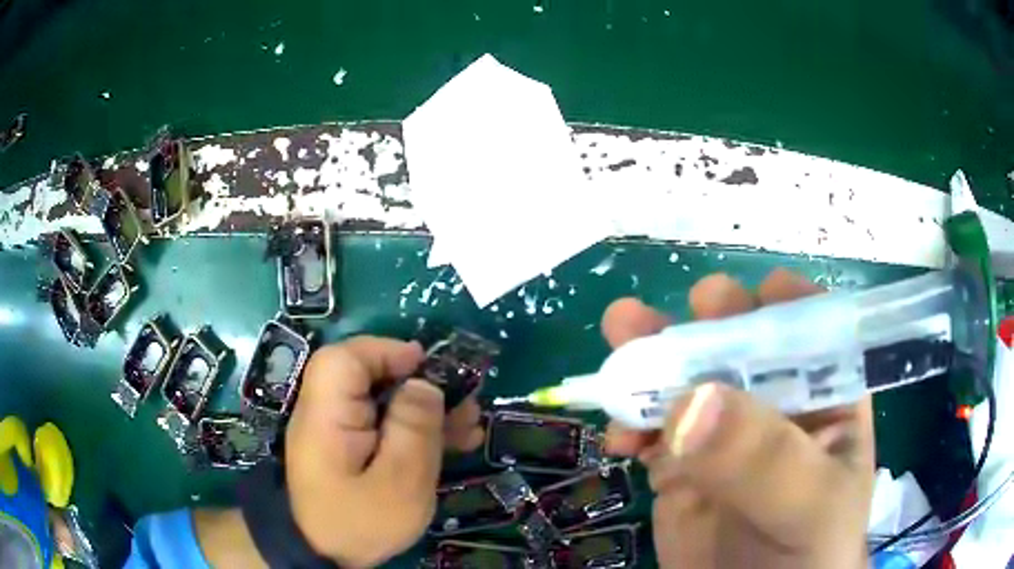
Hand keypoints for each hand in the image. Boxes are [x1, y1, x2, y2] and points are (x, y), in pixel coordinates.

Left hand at [283, 336, 484, 566]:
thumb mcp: (399, 483)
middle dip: (419, 384)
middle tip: (464, 401)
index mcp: (327, 415)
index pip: (346, 359)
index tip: (428, 365)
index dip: (386, 352)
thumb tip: (425, 384)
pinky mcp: (349, 447)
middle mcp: (326, 413)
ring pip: (381, 401)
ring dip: (426, 408)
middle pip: (368, 376)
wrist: (326, 555)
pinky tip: (454, 440)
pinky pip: (382, 425)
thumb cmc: (361, 522)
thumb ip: (413, 430)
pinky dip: (415, 429)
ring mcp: (337, 431)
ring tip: (470, 424)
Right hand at [602, 269, 874, 568]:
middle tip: (666, 326)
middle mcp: (778, 400)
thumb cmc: (808, 551)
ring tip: (620, 339)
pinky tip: (619, 438)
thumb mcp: (806, 506)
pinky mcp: (684, 461)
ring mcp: (726, 432)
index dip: (773, 302)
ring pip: (689, 376)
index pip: (809, 324)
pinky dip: (629, 420)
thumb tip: (691, 401)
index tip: (730, 305)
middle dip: (702, 324)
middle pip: (740, 339)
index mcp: (827, 392)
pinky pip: (652, 426)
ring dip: (651, 358)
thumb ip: (764, 458)